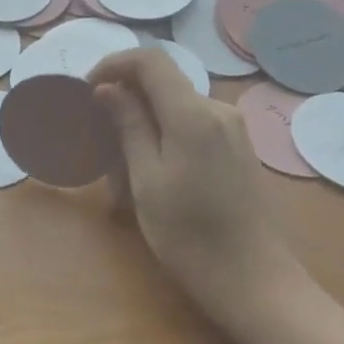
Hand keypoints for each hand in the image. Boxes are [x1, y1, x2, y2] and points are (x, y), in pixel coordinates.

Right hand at [88, 49, 304, 337]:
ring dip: (146, 120)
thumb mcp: (147, 181)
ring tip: (125, 164)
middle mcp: (218, 109)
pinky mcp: (240, 147)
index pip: (150, 60)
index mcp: (193, 114)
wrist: (256, 282)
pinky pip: (194, 123)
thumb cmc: (191, 236)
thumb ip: (129, 125)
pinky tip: (156, 172)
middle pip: (164, 81)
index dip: (114, 64)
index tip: (88, 89)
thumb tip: (107, 88)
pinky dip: (167, 133)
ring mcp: (234, 128)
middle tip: (101, 135)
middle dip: (127, 98)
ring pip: (177, 104)